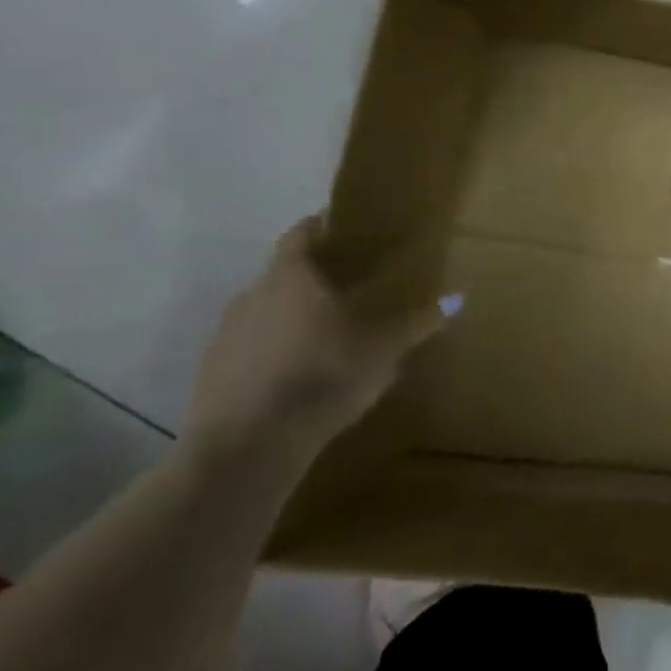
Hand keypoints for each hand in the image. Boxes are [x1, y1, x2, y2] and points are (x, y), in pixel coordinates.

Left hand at [183, 217, 447, 463]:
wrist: (249, 444)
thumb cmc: (324, 375)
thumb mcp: (384, 348)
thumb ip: (417, 321)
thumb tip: (458, 297)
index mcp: (292, 277)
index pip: (301, 235)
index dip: (320, 227)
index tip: (342, 226)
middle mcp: (252, 295)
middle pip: (283, 273)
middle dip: (313, 275)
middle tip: (349, 283)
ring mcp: (226, 335)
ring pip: (265, 311)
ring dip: (292, 314)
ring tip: (326, 331)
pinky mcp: (212, 372)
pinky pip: (250, 347)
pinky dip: (273, 349)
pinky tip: (299, 371)